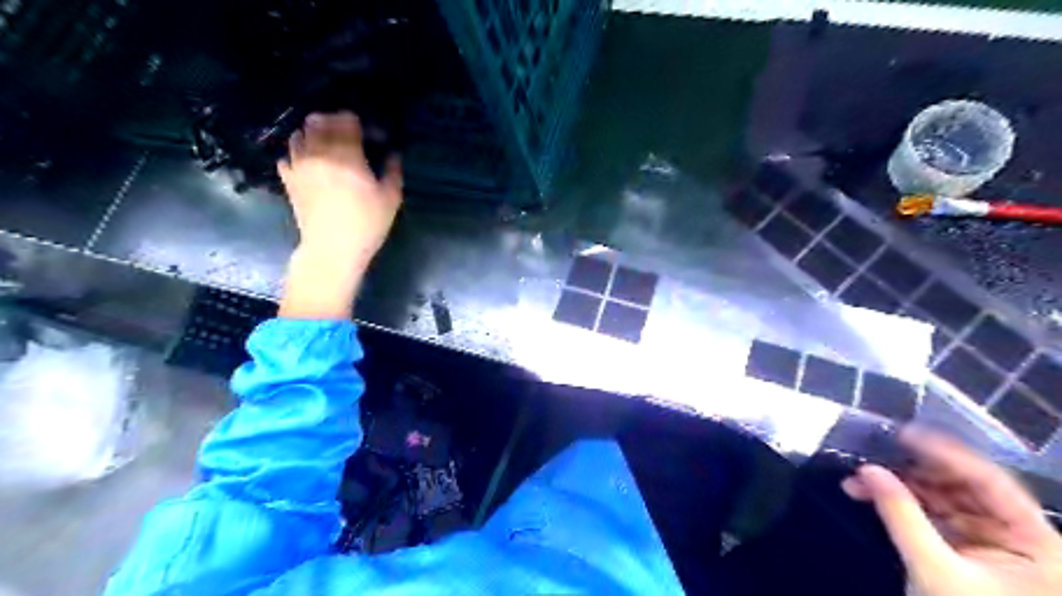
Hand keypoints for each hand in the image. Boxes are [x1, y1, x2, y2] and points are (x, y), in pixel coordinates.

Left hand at [277, 110, 402, 316]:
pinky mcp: (288, 179)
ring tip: (325, 144)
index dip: (357, 122)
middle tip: (346, 133)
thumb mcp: (390, 199)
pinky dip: (298, 154)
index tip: (367, 131)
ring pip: (299, 134)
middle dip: (333, 122)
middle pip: (318, 121)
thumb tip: (393, 154)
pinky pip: (287, 156)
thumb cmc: (366, 224)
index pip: (346, 121)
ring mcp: (299, 165)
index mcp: (347, 155)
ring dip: (313, 134)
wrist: (332, 249)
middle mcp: (319, 153)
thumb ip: (393, 172)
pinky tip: (309, 162)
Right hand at [843, 428, 1056, 595]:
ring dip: (899, 485)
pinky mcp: (966, 547)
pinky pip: (931, 512)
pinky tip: (867, 494)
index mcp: (1039, 543)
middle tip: (871, 458)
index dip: (946, 453)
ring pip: (942, 496)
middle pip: (963, 485)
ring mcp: (992, 540)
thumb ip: (901, 516)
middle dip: (912, 471)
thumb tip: (867, 470)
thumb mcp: (934, 571)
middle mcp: (1019, 534)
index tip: (902, 434)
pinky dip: (900, 502)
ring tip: (858, 479)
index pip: (991, 482)